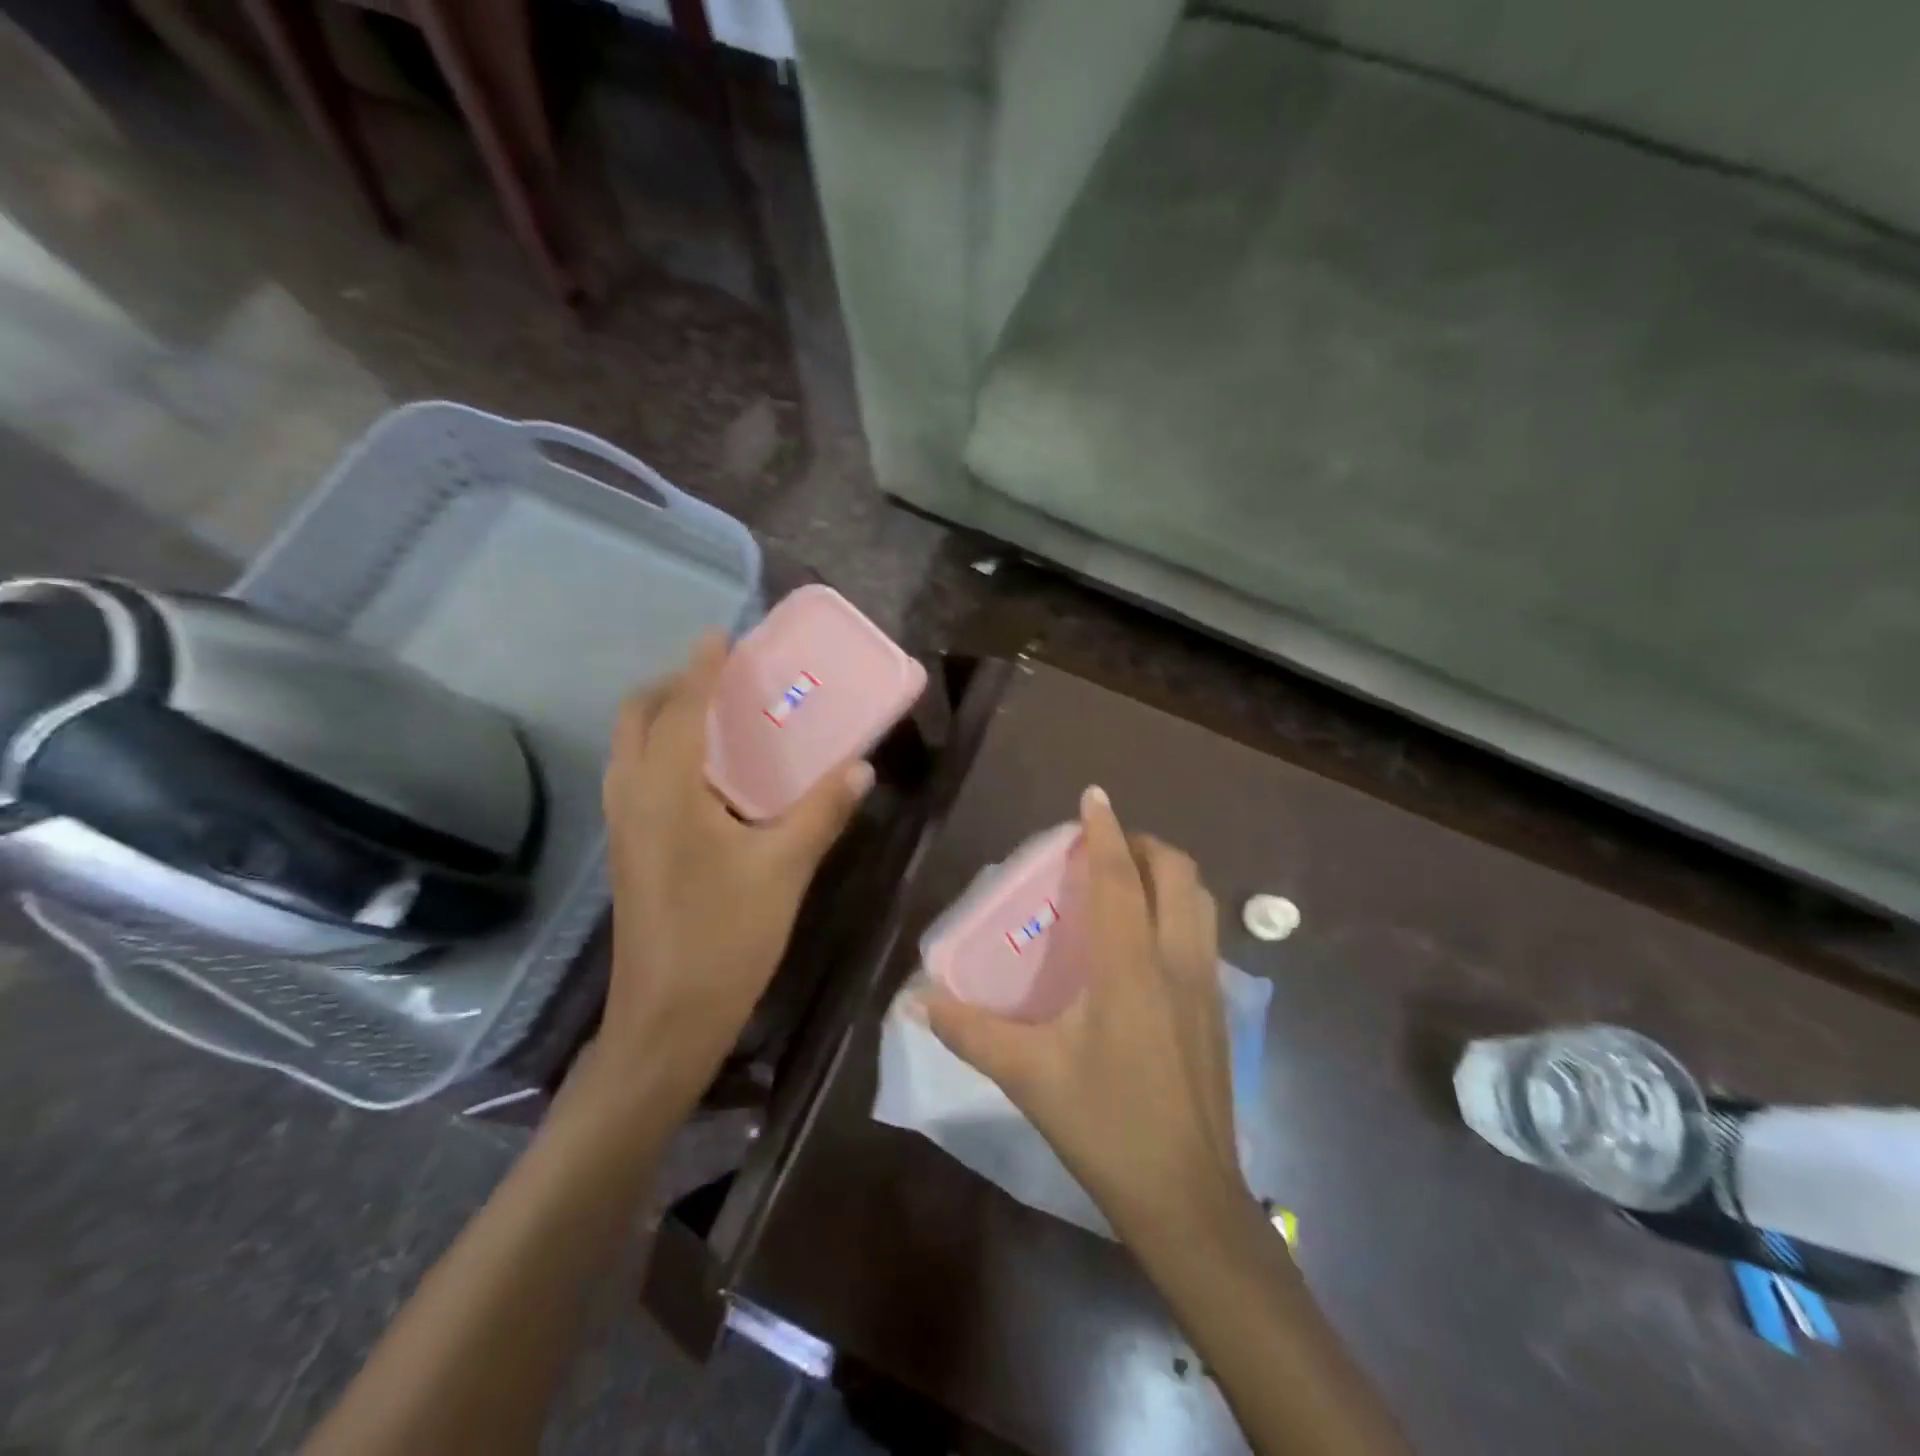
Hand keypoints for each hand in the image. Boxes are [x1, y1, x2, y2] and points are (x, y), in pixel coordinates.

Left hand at [596, 631, 872, 1097]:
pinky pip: (637, 776)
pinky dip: (663, 752)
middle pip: (638, 717)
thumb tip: (860, 767)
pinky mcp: (628, 850)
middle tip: (722, 678)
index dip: (702, 668)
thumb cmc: (725, 938)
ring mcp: (623, 826)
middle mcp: (633, 797)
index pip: (681, 708)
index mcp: (667, 792)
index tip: (722, 635)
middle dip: (673, 685)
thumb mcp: (785, 869)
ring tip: (716, 716)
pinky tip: (708, 776)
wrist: (666, 1020)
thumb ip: (822, 811)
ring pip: (631, 748)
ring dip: (664, 717)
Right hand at [921, 787, 1253, 1246]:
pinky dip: (1180, 910)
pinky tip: (1147, 942)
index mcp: (1130, 966)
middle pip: (1177, 873)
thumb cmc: (1106, 1126)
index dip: (1105, 830)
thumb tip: (917, 1002)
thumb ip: (970, 1032)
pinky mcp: (1220, 1011)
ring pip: (1200, 900)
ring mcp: (1208, 985)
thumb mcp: (1028, 1076)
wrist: (1188, 1198)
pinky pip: (1204, 933)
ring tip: (1129, 881)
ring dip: (1168, 874)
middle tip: (1105, 847)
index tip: (1093, 795)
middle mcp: (1177, 961)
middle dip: (1143, 844)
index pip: (1120, 877)